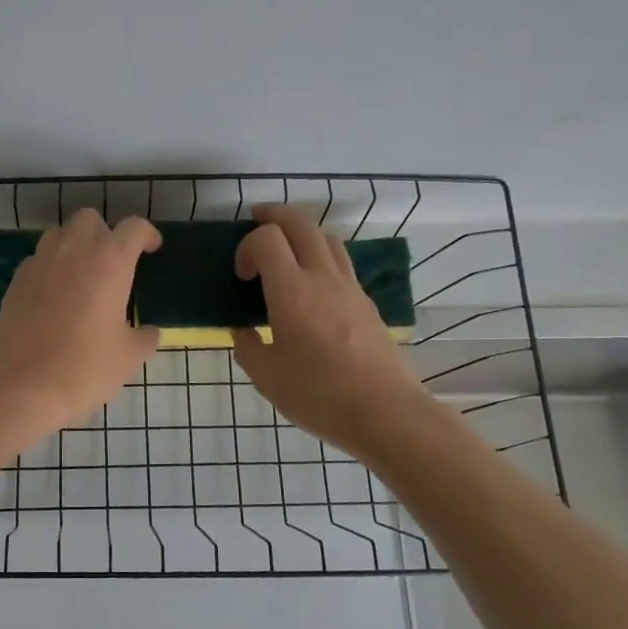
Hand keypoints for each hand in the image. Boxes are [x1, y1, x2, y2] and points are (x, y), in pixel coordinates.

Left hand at [0, 209, 161, 438]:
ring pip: (60, 234)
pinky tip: (56, 296)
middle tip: (113, 263)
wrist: (23, 386)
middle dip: (105, 233)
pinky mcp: (16, 281)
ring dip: (75, 245)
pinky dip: (51, 267)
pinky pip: (38, 260)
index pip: (133, 228)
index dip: (147, 234)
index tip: (151, 249)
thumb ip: (144, 338)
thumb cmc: (85, 368)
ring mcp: (40, 263)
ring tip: (83, 275)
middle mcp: (73, 251)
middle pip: (90, 219)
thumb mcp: (128, 357)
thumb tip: (149, 332)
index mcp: (109, 262)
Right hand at [231, 205, 424, 461]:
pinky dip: (321, 256)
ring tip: (286, 251)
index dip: (246, 246)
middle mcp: (322, 278)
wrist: (386, 412)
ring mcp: (350, 287)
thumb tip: (243, 330)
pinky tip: (312, 285)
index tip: (241, 276)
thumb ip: (248, 347)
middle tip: (256, 224)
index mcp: (292, 292)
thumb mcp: (267, 378)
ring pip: (327, 237)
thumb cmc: (319, 396)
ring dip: (302, 233)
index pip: (267, 238)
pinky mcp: (367, 302)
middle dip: (273, 216)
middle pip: (300, 222)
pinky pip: (342, 262)